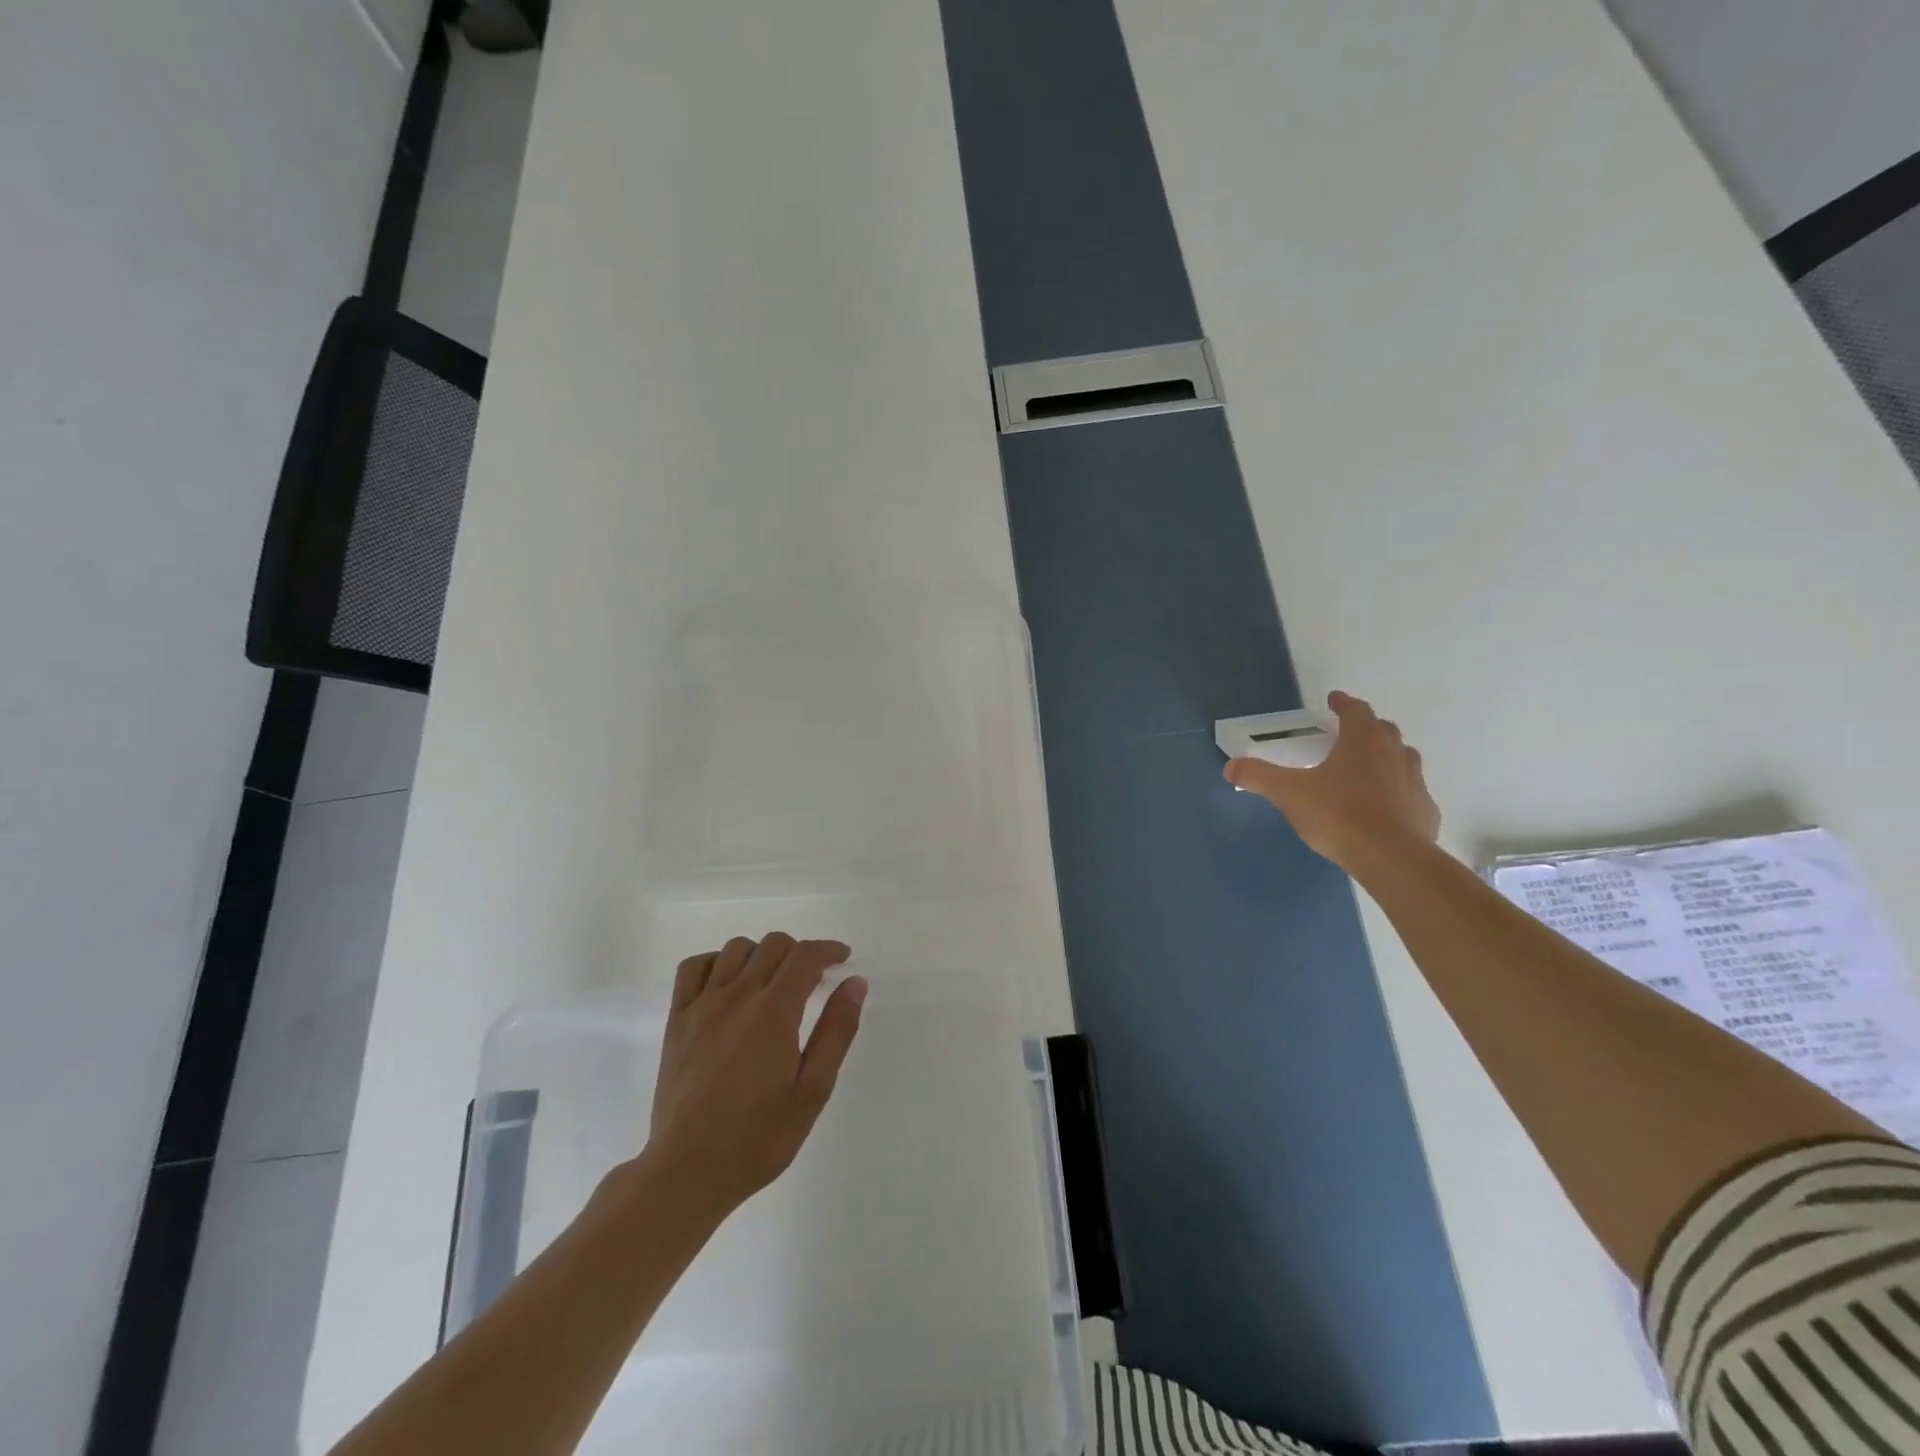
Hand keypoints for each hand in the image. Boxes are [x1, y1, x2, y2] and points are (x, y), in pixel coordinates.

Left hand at [641, 933, 866, 1217]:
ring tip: (772, 982)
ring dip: (761, 954)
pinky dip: (716, 962)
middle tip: (812, 979)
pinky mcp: (676, 1020)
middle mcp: (738, 996)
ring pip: (736, 949)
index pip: (806, 956)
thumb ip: (836, 1031)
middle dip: (800, 952)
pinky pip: (694, 967)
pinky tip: (728, 984)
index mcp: (774, 1012)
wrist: (688, 1171)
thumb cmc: (759, 1137)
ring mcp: (702, 1005)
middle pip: (773, 945)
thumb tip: (855, 983)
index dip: (829, 950)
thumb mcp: (813, 1090)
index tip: (842, 958)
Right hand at [1224, 691, 1439, 872]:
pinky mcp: (1426, 812)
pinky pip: (1412, 793)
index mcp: (1362, 741)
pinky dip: (1399, 792)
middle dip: (1367, 728)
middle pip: (1384, 730)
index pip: (1356, 710)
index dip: (1344, 703)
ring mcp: (1415, 783)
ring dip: (1387, 757)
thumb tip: (1230, 767)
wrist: (1392, 858)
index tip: (1334, 700)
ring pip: (1404, 759)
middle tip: (1349, 734)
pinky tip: (1385, 808)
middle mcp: (1394, 754)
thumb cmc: (1339, 815)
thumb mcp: (1289, 793)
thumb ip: (1259, 776)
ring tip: (1368, 768)